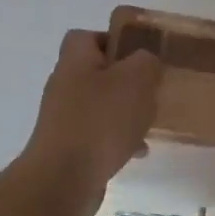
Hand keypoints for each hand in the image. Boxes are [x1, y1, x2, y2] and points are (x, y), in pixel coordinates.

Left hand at [22, 29, 162, 215]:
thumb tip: (145, 62)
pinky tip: (137, 151)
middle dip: (126, 81)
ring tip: (148, 123)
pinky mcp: (67, 147)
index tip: (141, 54)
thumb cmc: (101, 121)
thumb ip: (146, 62)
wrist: (64, 179)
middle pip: (97, 72)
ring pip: (101, 105)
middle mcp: (64, 85)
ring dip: (125, 112)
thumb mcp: (137, 80)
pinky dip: (118, 139)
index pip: (87, 36)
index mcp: (75, 61)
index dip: (114, 40)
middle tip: (151, 89)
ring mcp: (63, 118)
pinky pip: (98, 135)